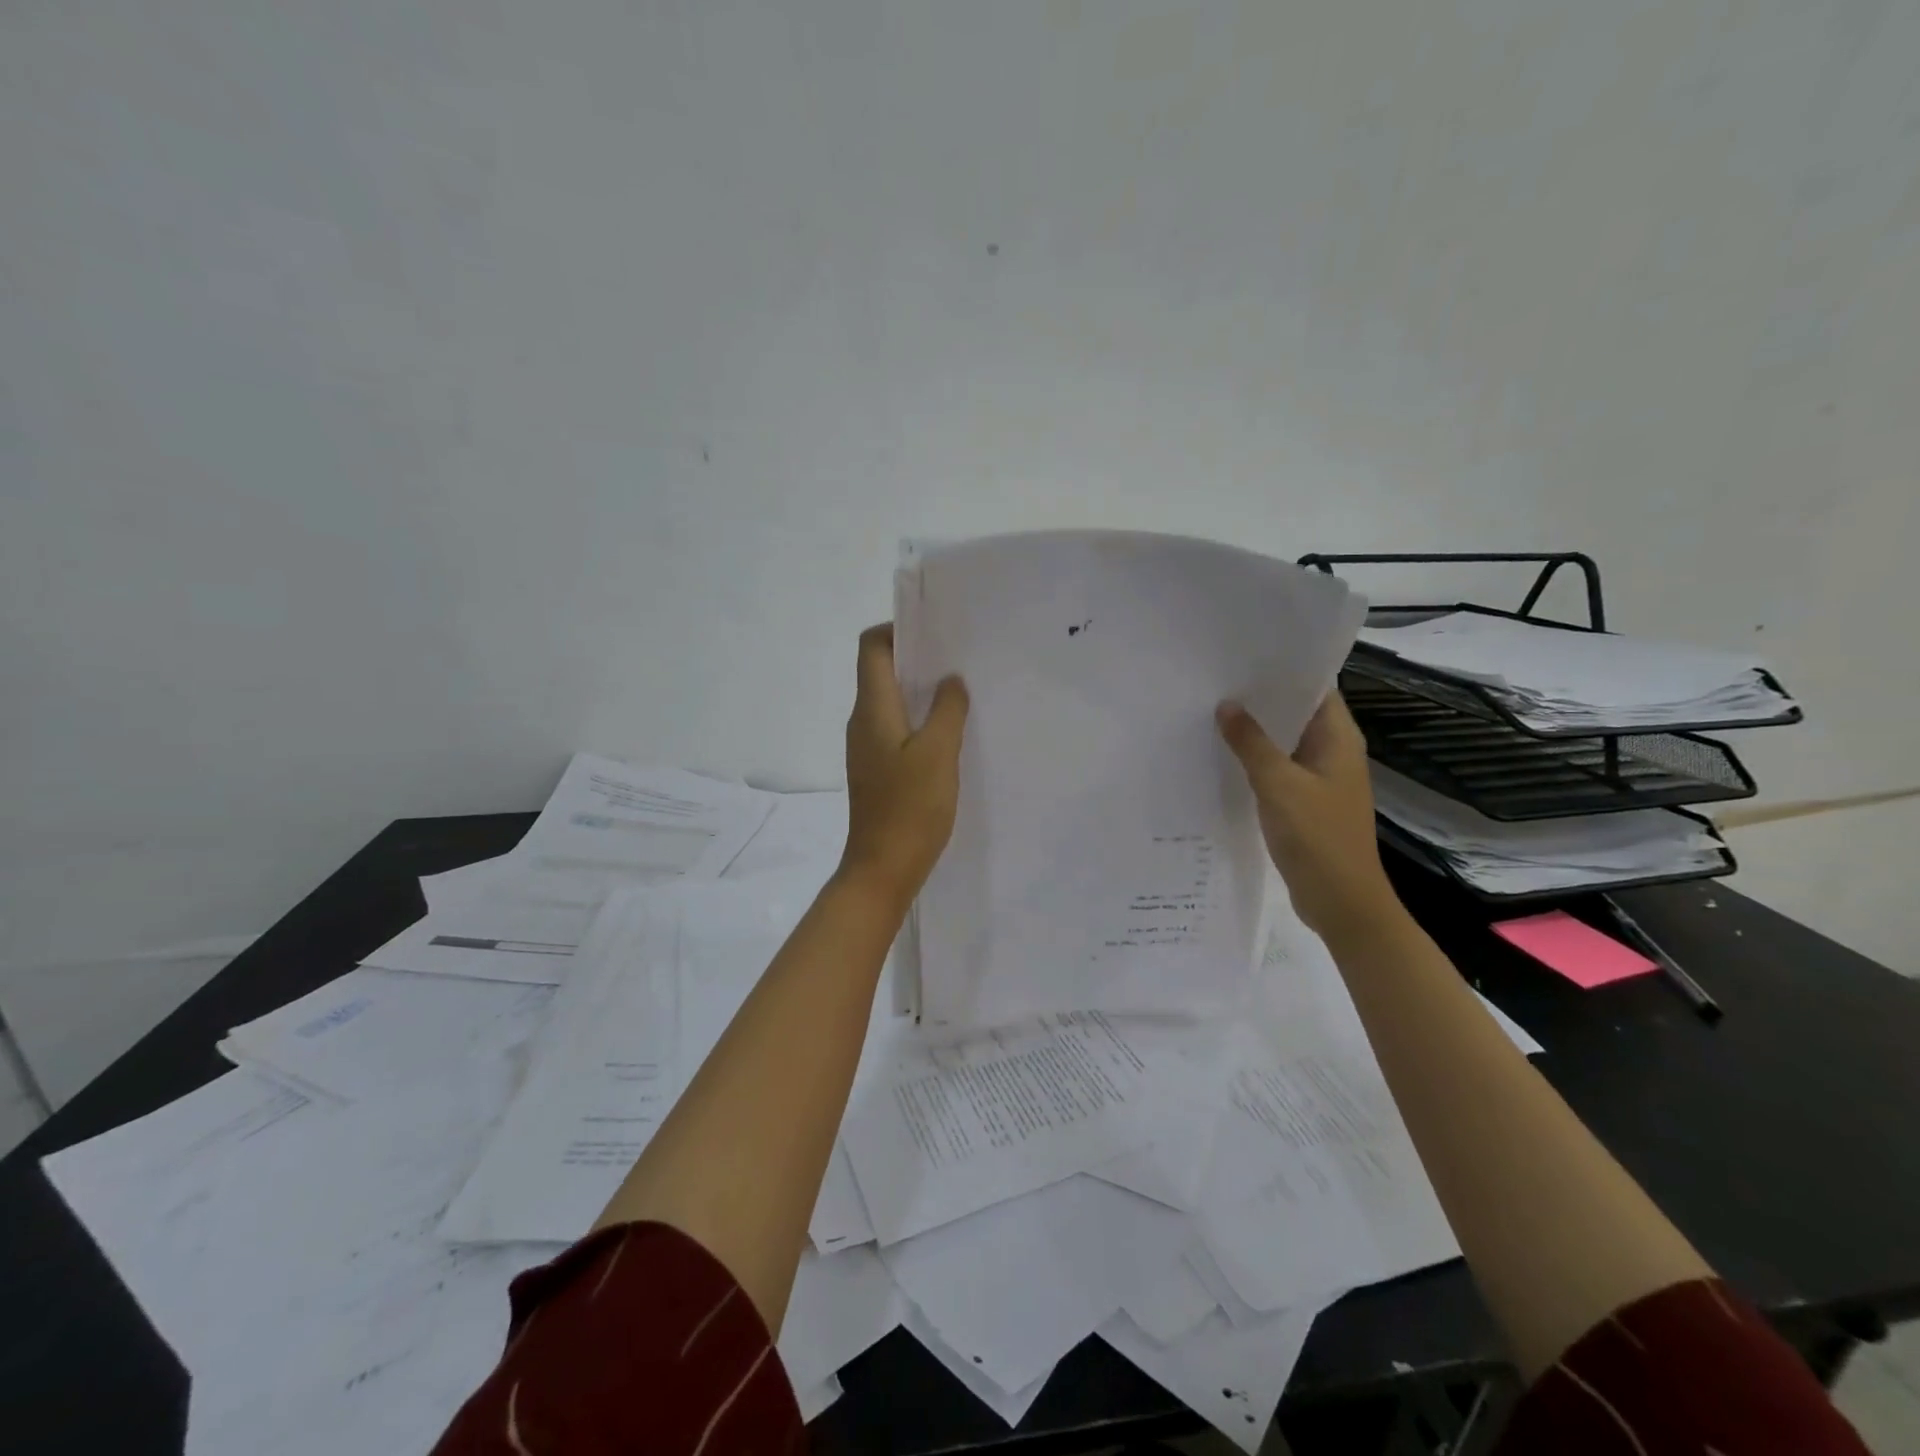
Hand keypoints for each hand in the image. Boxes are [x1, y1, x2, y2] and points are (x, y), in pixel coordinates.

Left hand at [839, 625, 969, 904]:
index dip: (897, 629)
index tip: (935, 632)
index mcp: (872, 709)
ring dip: (921, 690)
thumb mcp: (939, 754)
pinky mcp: (878, 769)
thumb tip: (951, 680)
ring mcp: (867, 748)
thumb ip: (948, 710)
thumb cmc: (910, 809)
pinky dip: (920, 719)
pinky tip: (949, 732)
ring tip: (960, 691)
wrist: (882, 870)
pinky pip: (896, 728)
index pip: (871, 647)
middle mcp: (862, 722)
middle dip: (916, 657)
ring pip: (891, 701)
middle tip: (958, 658)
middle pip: (880, 671)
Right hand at [1217, 691, 1398, 943]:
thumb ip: (1251, 744)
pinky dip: (1254, 761)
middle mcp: (1332, 752)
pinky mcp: (1304, 802)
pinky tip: (1221, 756)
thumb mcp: (1279, 785)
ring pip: (1283, 743)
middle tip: (1215, 680)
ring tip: (1210, 711)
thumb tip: (1226, 705)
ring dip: (1254, 731)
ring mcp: (1318, 778)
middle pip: (1296, 713)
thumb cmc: (1317, 837)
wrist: (1341, 901)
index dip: (1284, 670)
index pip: (1315, 688)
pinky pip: (1277, 770)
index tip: (1244, 655)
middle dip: (1260, 698)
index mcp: (1338, 739)